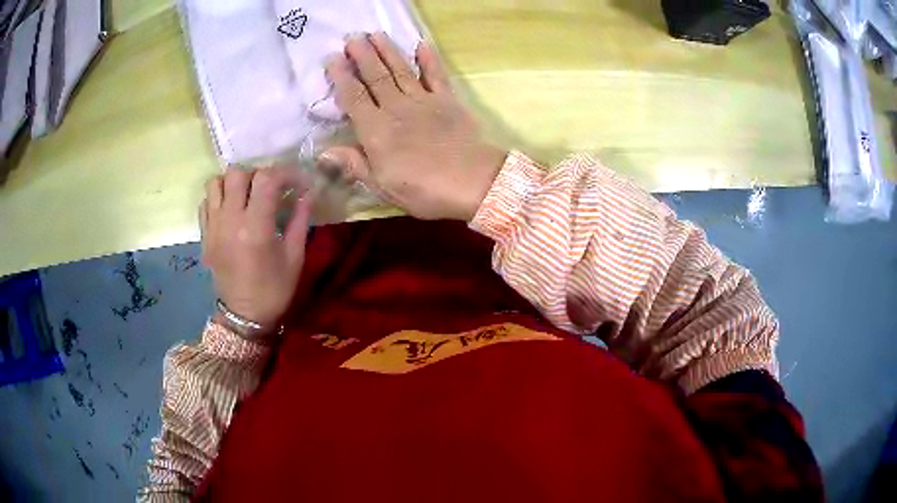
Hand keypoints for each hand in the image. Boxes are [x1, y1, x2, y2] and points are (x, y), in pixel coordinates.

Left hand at [199, 167, 313, 336]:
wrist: (244, 316)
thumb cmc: (274, 289)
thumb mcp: (295, 256)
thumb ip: (300, 219)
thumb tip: (308, 192)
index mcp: (255, 227)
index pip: (267, 179)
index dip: (285, 173)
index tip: (297, 182)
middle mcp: (230, 220)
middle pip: (237, 173)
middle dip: (257, 174)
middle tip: (270, 189)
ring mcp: (213, 226)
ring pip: (216, 182)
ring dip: (233, 182)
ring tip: (247, 195)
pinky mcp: (204, 235)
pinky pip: (206, 201)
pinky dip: (219, 197)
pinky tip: (232, 209)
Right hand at [321, 33, 507, 221]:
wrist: (474, 182)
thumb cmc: (424, 191)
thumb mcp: (383, 187)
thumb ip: (355, 165)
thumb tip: (324, 151)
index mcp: (376, 131)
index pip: (353, 97)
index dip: (341, 77)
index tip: (332, 58)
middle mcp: (396, 108)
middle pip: (375, 77)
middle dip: (362, 55)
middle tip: (351, 37)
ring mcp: (423, 100)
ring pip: (400, 70)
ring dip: (387, 50)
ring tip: (375, 34)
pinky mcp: (447, 100)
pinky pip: (436, 74)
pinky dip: (429, 59)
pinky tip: (421, 44)